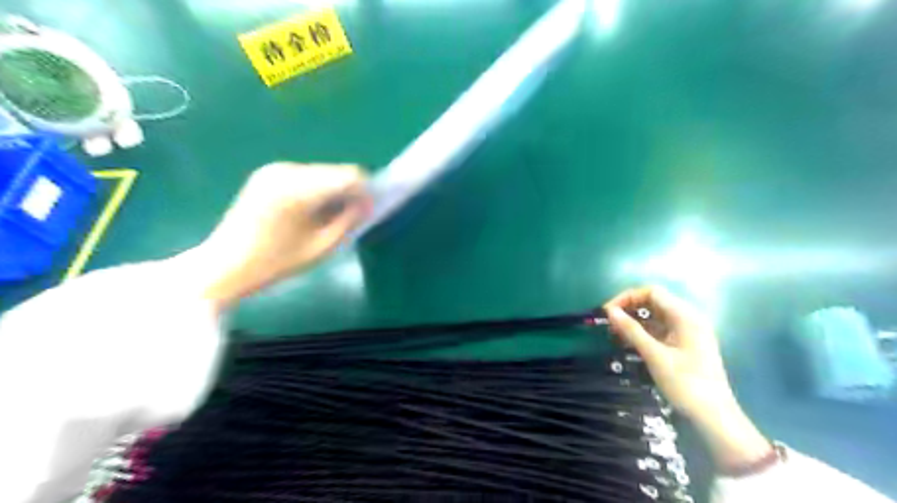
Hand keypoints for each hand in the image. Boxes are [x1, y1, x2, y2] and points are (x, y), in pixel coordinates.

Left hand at [188, 163, 372, 308]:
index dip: (365, 191)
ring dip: (334, 191)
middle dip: (350, 191)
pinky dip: (317, 190)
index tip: (369, 212)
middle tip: (353, 217)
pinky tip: (311, 211)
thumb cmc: (275, 263)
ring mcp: (274, 170)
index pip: (348, 176)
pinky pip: (306, 176)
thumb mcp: (321, 247)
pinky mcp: (267, 175)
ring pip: (322, 173)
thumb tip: (367, 204)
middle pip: (335, 171)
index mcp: (298, 190)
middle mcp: (286, 171)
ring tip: (330, 217)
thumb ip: (348, 221)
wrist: (225, 265)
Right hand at [603, 287, 770, 471]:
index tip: (608, 312)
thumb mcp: (655, 355)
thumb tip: (609, 311)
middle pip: (653, 302)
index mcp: (685, 316)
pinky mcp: (684, 344)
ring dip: (634, 321)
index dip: (627, 297)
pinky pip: (659, 329)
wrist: (715, 417)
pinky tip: (628, 343)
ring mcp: (687, 332)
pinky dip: (643, 332)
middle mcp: (688, 318)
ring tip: (614, 334)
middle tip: (609, 324)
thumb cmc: (686, 384)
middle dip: (629, 309)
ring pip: (655, 316)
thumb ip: (631, 330)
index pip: (652, 292)